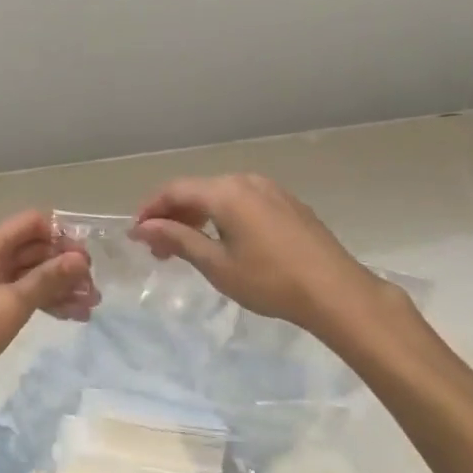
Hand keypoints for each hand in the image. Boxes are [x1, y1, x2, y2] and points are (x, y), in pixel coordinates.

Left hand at [0, 210, 96, 412]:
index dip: (62, 235)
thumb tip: (80, 258)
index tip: (86, 260)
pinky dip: (47, 301)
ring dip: (61, 286)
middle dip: (66, 264)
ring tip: (90, 306)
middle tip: (94, 289)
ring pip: (33, 273)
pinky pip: (25, 293)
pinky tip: (72, 316)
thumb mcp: (12, 304)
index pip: (34, 222)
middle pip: (36, 248)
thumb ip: (47, 278)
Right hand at [131, 174, 407, 343]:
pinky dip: (223, 217)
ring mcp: (270, 189)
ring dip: (198, 217)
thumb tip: (144, 227)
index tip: (136, 235)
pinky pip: (242, 201)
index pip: (175, 190)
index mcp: (226, 192)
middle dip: (173, 216)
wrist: (336, 291)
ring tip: (188, 249)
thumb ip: (178, 240)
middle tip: (158, 250)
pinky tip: (224, 242)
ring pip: (220, 196)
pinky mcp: (287, 203)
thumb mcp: (217, 265)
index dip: (150, 209)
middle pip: (197, 190)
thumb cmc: (270, 281)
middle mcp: (246, 180)